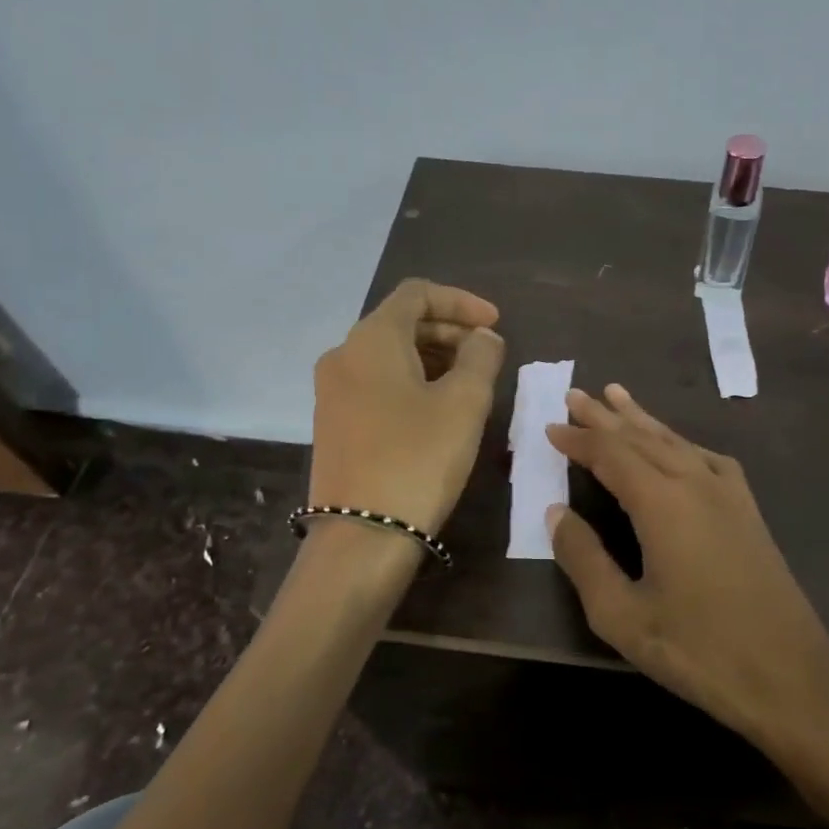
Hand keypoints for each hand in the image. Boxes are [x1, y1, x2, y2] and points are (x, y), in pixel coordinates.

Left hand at [308, 280, 504, 535]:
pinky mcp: (334, 422)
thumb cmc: (419, 458)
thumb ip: (480, 357)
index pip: (417, 293)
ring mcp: (332, 391)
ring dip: (432, 356)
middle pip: (400, 322)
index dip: (461, 301)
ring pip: (388, 354)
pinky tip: (438, 407)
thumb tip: (482, 338)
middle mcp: (343, 355)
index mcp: (371, 339)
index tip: (496, 324)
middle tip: (488, 353)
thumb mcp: (464, 402)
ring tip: (470, 381)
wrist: (362, 535)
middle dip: (449, 330)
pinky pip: (377, 382)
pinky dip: (411, 380)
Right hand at [546, 384, 828, 822]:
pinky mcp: (748, 510)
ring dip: (643, 420)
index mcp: (662, 503)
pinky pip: (706, 458)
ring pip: (676, 442)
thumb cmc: (698, 649)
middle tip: (576, 394)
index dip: (579, 439)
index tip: (551, 427)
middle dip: (607, 417)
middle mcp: (696, 483)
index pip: (611, 454)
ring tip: (619, 396)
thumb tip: (557, 512)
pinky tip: (677, 446)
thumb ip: (584, 558)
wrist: (789, 675)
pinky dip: (680, 442)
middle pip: (643, 437)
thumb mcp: (622, 615)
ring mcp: (729, 494)